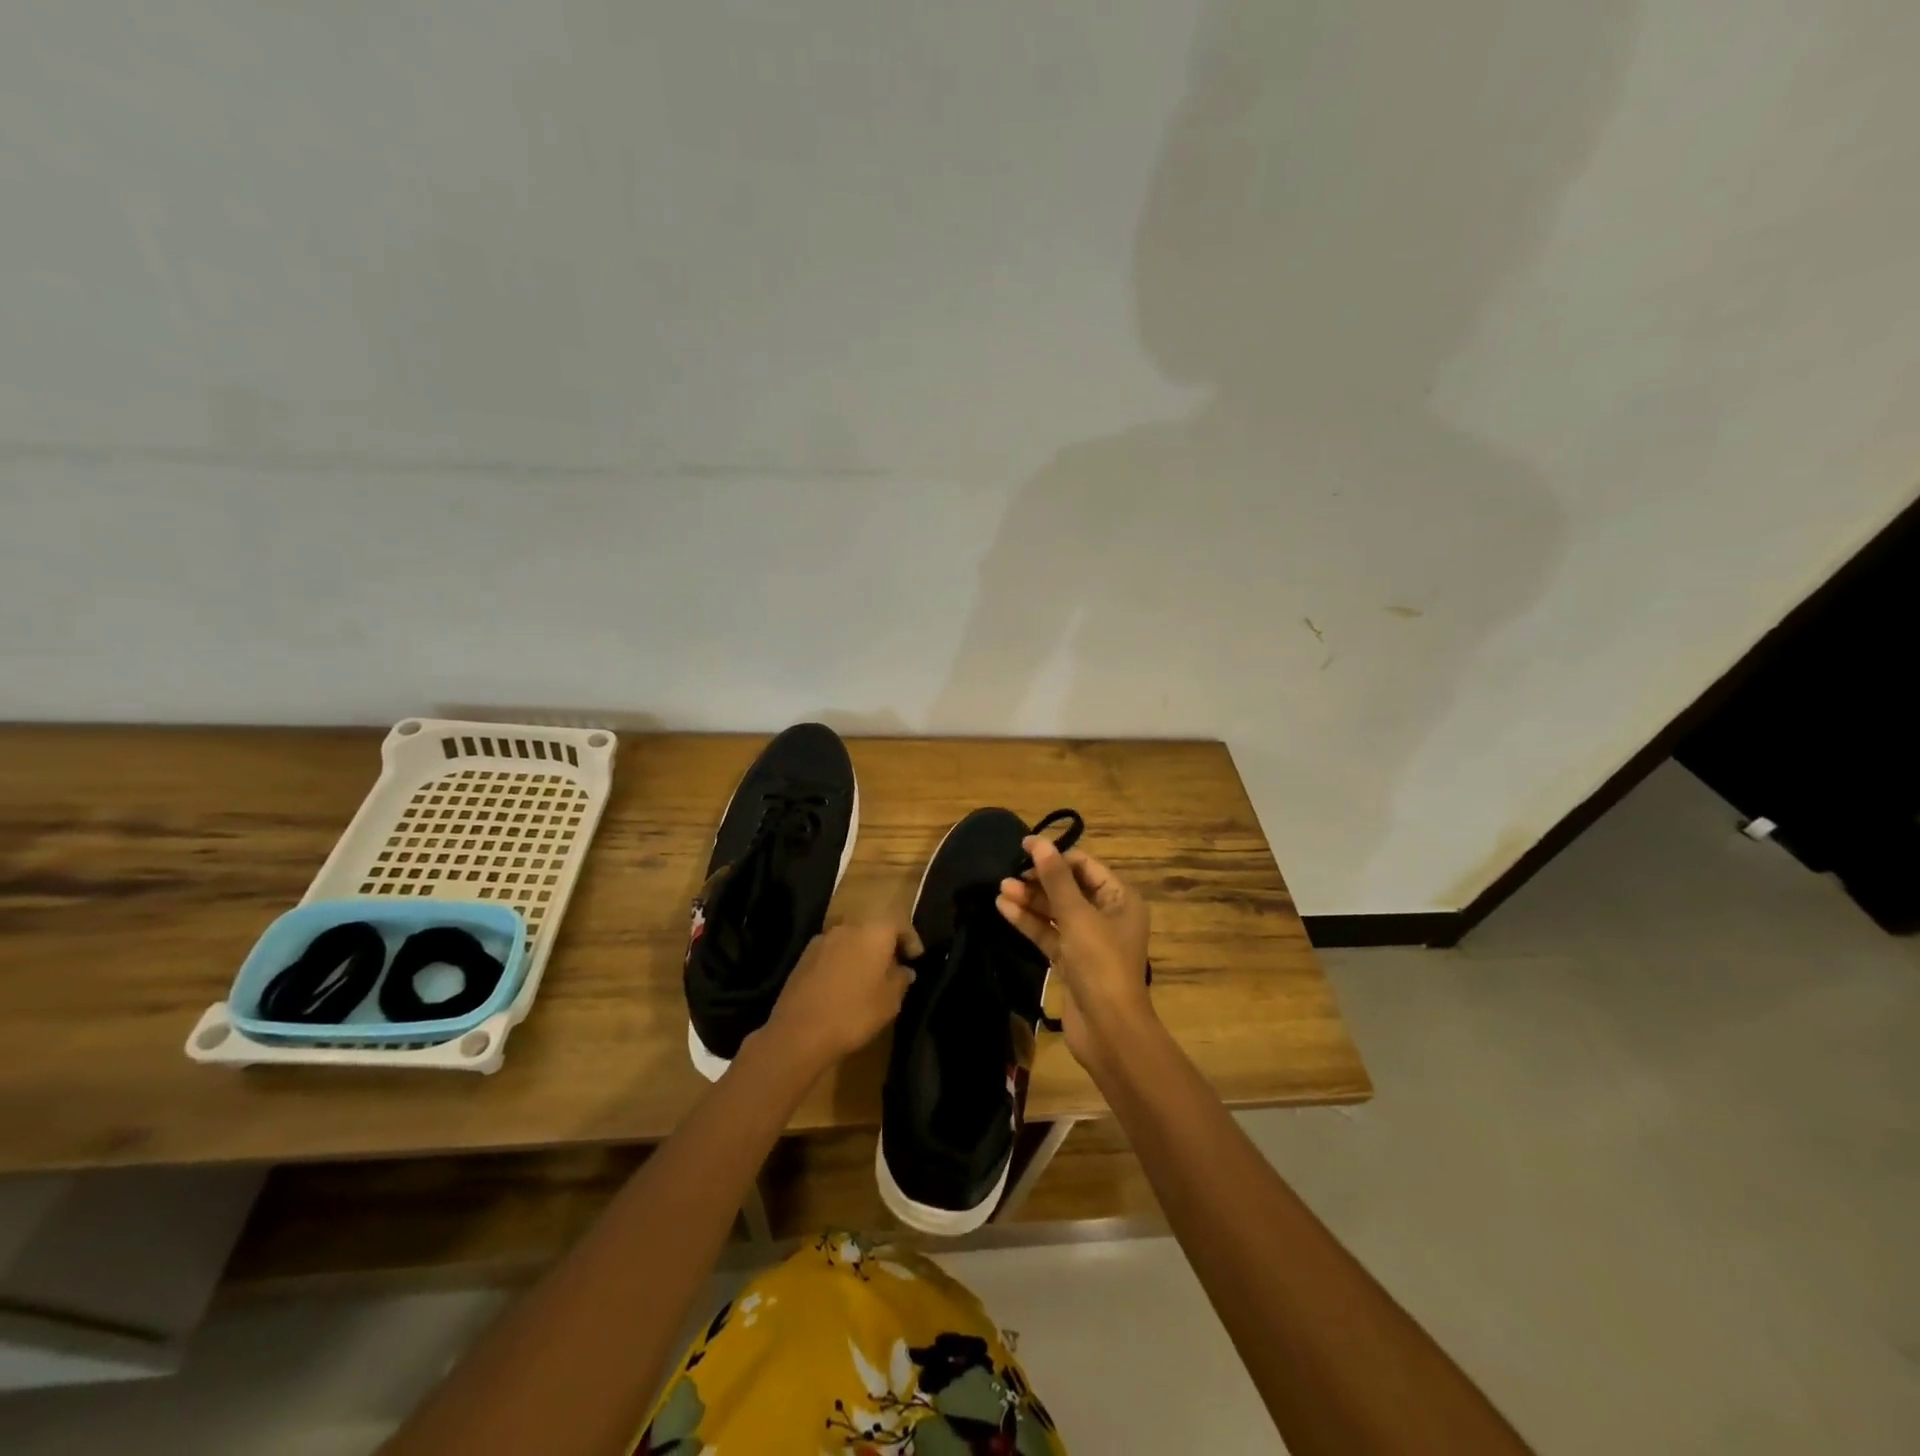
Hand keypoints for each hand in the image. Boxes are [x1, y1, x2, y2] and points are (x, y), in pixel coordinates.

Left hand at [760, 920, 917, 1073]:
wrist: (799, 1032)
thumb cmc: (854, 1013)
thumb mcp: (889, 1001)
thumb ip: (900, 979)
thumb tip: (904, 970)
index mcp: (873, 932)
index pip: (899, 925)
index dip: (910, 940)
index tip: (916, 957)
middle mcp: (847, 928)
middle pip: (872, 930)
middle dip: (883, 947)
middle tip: (892, 968)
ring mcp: (822, 941)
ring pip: (850, 941)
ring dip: (860, 954)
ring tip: (866, 979)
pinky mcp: (803, 957)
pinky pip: (831, 954)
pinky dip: (841, 963)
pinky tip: (842, 986)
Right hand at [997, 838, 1152, 1073]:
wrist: (1109, 1030)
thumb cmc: (1101, 963)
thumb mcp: (1078, 916)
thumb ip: (1056, 878)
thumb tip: (1038, 842)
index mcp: (1120, 899)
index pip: (1084, 866)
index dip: (1054, 855)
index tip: (1023, 848)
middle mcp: (1107, 915)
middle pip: (1068, 887)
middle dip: (1039, 879)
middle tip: (1008, 873)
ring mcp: (1088, 940)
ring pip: (1055, 911)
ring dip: (1030, 899)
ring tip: (1000, 888)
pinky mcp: (1071, 962)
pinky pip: (1049, 933)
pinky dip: (1029, 921)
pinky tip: (1004, 908)